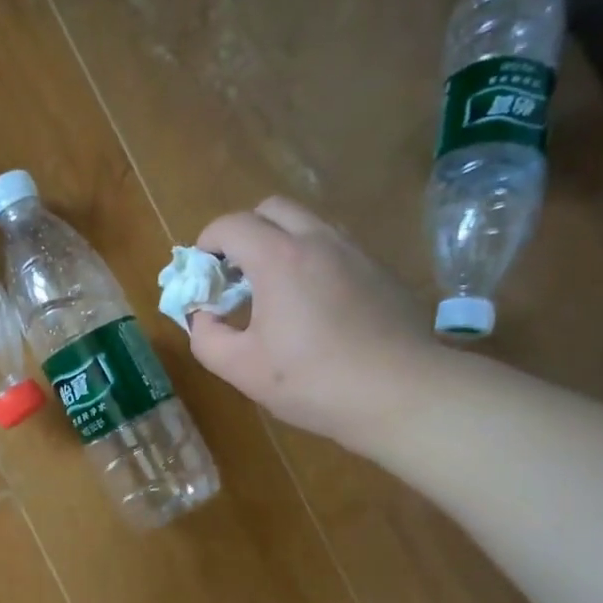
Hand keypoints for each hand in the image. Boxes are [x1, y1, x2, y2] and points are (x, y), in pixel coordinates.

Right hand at [189, 197, 450, 449]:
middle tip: (236, 275)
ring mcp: (356, 252)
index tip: (202, 275)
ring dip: (280, 244)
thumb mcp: (241, 369)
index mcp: (279, 258)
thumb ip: (206, 337)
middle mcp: (318, 240)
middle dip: (244, 233)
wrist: (401, 393)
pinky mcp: (380, 271)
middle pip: (271, 209)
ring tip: (273, 290)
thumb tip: (202, 317)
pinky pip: (336, 249)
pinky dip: (312, 261)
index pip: (231, 225)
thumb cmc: (313, 380)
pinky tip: (315, 308)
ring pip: (308, 225)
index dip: (206, 244)